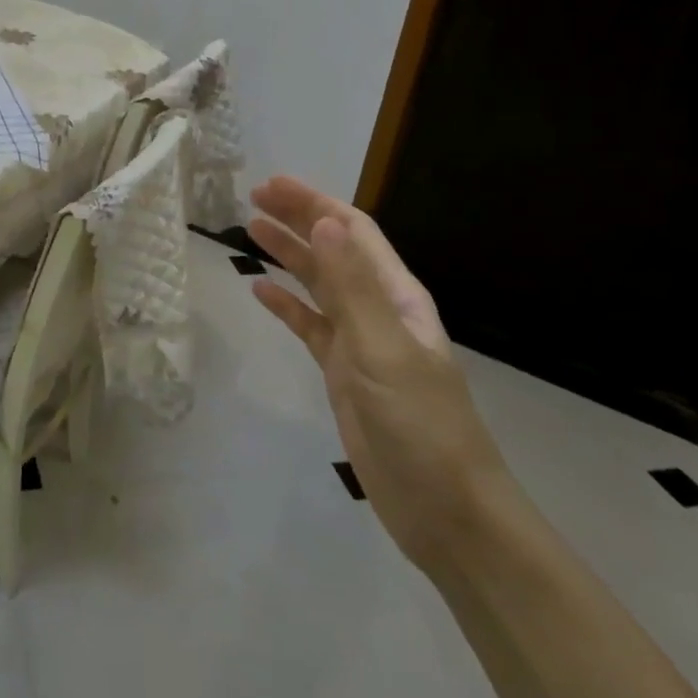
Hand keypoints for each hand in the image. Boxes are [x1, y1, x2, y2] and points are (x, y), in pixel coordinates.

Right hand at [247, 177, 518, 576]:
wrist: (447, 512)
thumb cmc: (420, 424)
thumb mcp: (383, 348)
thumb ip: (352, 285)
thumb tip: (324, 220)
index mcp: (396, 295)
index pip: (352, 231)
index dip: (313, 202)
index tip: (271, 184)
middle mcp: (377, 309)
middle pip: (332, 250)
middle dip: (296, 219)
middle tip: (252, 197)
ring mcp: (359, 342)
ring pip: (318, 284)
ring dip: (288, 254)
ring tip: (250, 229)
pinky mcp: (343, 372)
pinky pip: (309, 326)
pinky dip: (285, 306)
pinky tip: (259, 292)